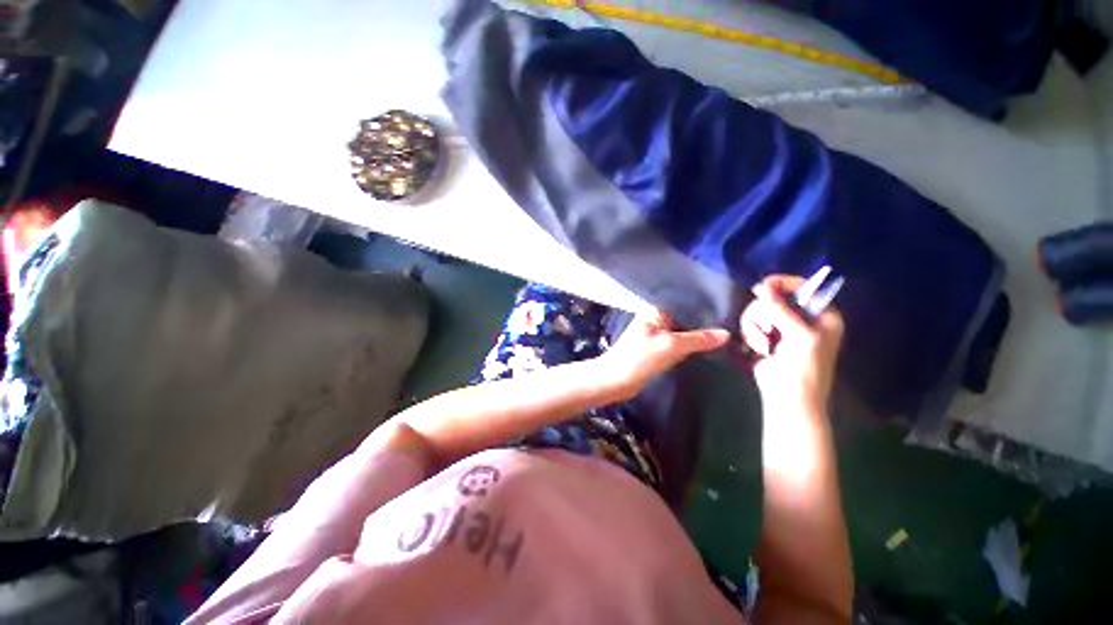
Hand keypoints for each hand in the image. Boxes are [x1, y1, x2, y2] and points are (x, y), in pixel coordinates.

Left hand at [603, 309, 729, 399]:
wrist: (614, 381)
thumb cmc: (638, 359)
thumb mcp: (670, 346)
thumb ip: (697, 339)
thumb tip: (727, 333)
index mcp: (656, 312)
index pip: (686, 306)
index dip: (706, 311)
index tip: (731, 315)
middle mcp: (657, 321)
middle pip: (686, 321)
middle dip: (705, 327)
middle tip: (735, 329)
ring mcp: (656, 337)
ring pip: (683, 336)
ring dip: (699, 340)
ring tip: (728, 340)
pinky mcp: (657, 352)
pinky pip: (678, 347)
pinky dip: (690, 350)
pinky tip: (709, 352)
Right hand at [740, 275, 843, 414]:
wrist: (788, 397)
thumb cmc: (804, 368)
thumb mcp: (799, 336)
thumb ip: (781, 309)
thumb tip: (762, 287)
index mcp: (822, 315)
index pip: (804, 287)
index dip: (784, 283)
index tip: (763, 285)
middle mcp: (801, 317)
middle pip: (774, 297)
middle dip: (765, 314)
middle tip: (766, 329)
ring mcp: (781, 327)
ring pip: (758, 310)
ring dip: (756, 328)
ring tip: (763, 345)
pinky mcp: (765, 336)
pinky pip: (750, 323)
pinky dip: (751, 335)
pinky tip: (758, 349)